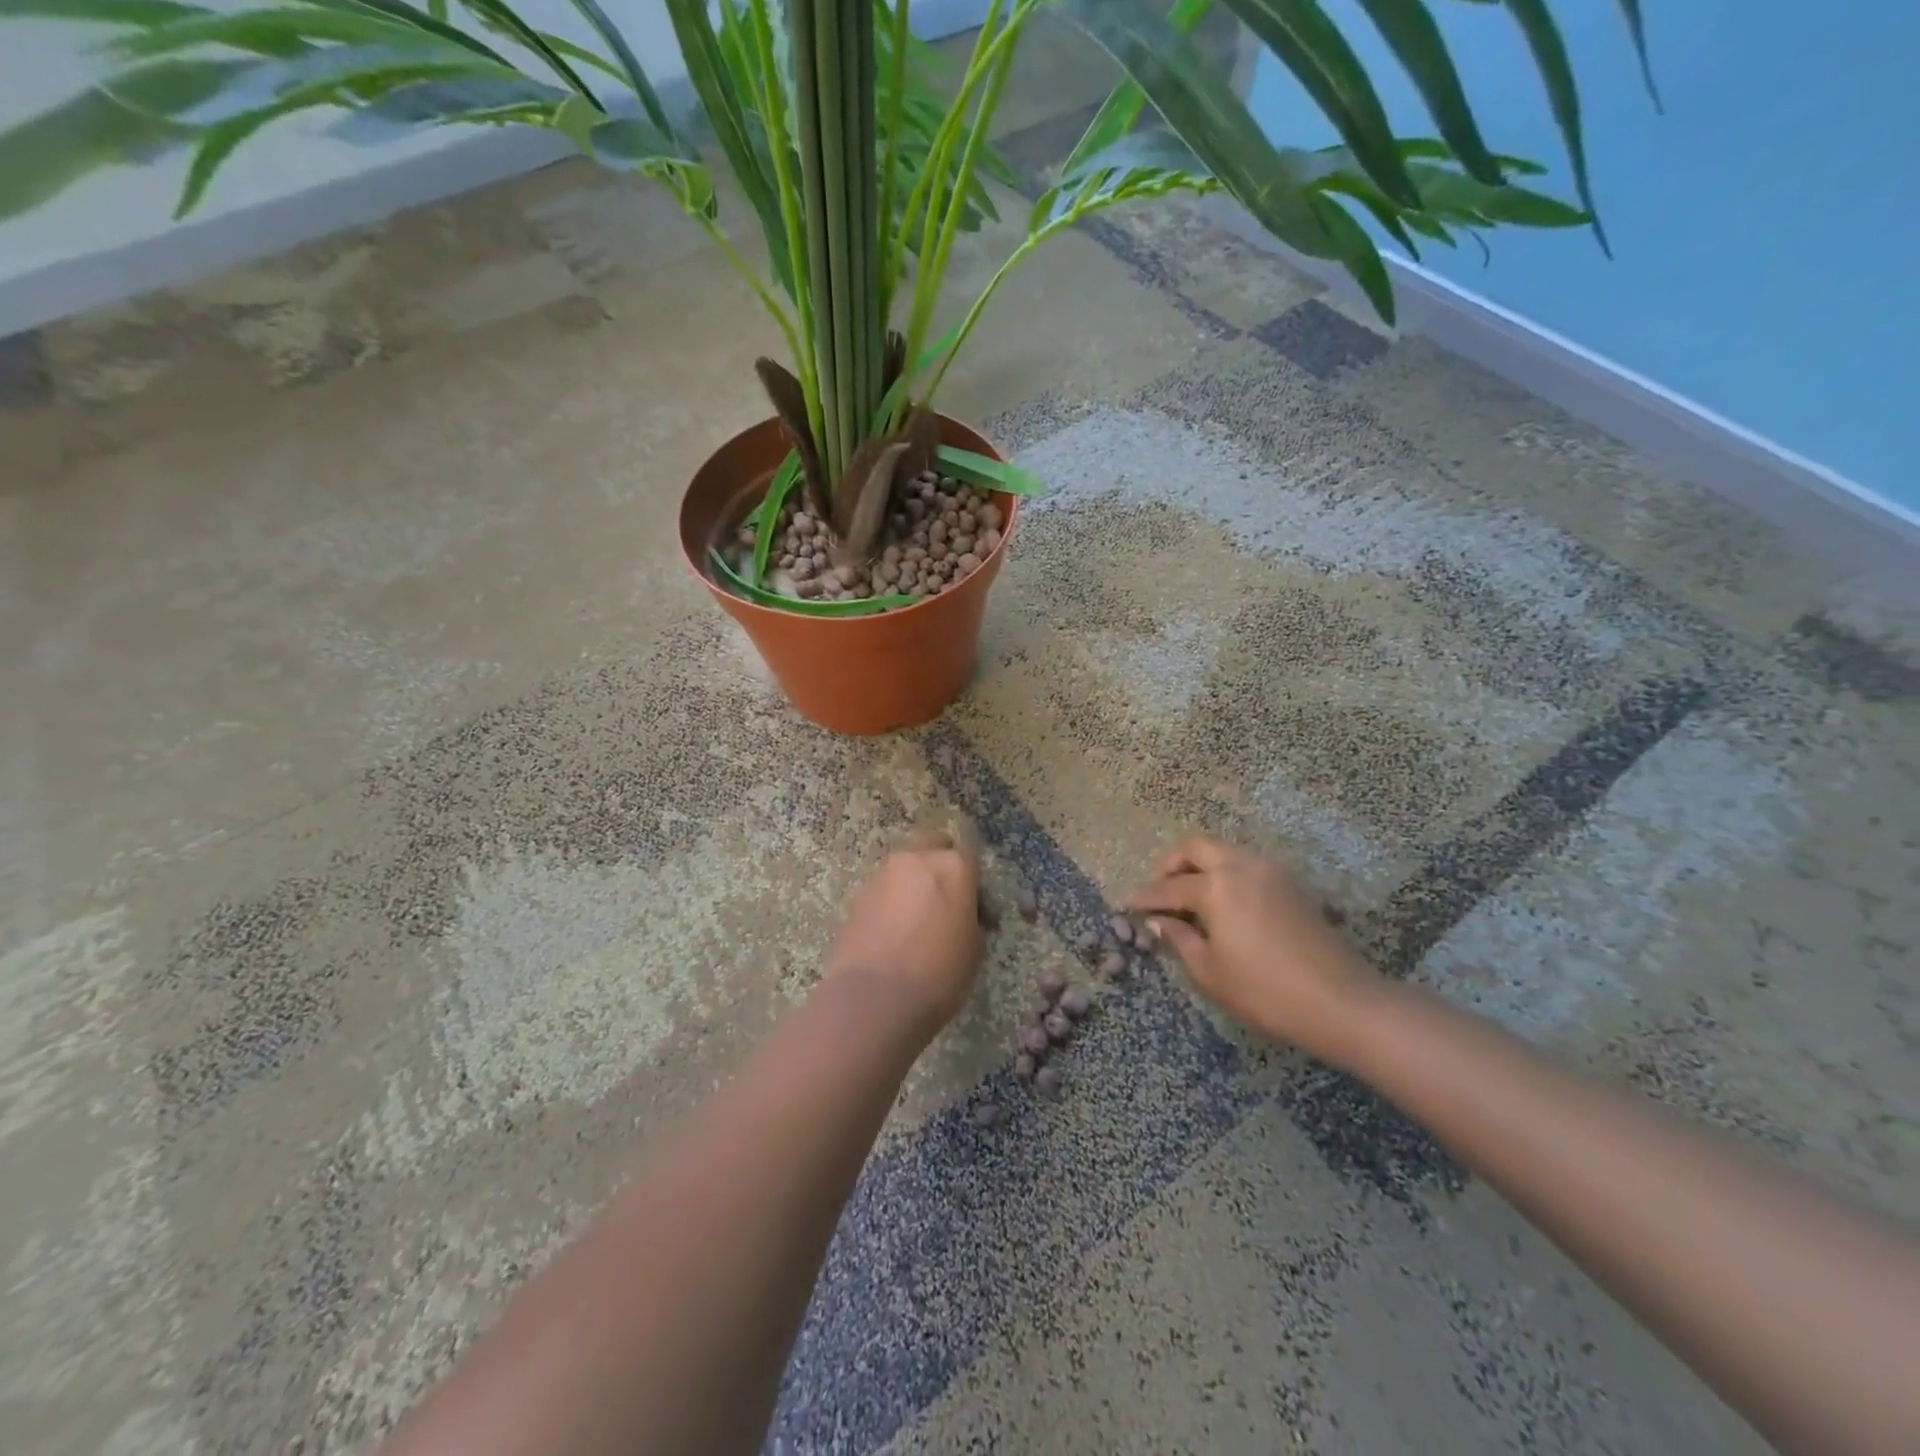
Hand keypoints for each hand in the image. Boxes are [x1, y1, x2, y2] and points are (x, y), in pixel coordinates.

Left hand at [825, 829, 982, 1037]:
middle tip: (945, 901)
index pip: (970, 852)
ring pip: (905, 867)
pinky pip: (884, 889)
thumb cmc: (938, 972)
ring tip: (916, 922)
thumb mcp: (974, 947)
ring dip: (913, 883)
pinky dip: (891, 901)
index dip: (975, 879)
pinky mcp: (858, 895)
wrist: (874, 997)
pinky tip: (893, 932)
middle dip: (940, 865)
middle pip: (933, 845)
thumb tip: (961, 913)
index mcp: (953, 866)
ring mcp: (883, 874)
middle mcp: (917, 859)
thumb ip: (970, 917)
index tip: (977, 908)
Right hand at [1128, 836, 1375, 1055]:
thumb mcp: (1209, 972)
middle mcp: (1241, 866)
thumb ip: (1179, 939)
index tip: (1125, 903)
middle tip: (1159, 891)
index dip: (1144, 897)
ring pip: (1224, 852)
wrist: (1341, 1001)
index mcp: (1216, 885)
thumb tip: (1158, 921)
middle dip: (1171, 864)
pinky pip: (1245, 866)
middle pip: (1197, 847)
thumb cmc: (1265, 991)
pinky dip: (1224, 874)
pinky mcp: (1290, 885)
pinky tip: (1221, 904)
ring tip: (1188, 897)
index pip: (1169, 887)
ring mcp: (1270, 872)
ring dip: (1200, 866)